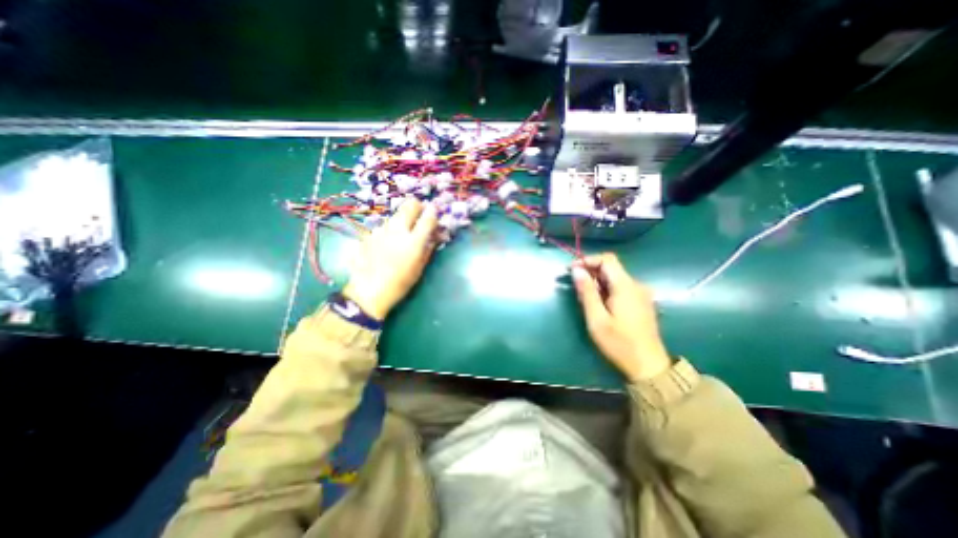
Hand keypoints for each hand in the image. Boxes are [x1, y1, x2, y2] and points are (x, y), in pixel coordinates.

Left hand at [343, 199, 438, 317]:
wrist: (368, 291)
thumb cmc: (399, 283)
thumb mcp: (419, 268)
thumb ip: (428, 249)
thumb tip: (435, 236)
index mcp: (413, 241)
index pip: (428, 218)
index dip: (434, 213)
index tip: (436, 214)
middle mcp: (398, 230)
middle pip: (410, 205)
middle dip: (418, 206)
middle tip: (421, 214)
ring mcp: (382, 229)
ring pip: (397, 214)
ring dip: (404, 217)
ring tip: (404, 231)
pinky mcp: (371, 233)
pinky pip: (385, 225)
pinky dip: (392, 228)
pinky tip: (389, 241)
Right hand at [568, 253, 672, 381]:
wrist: (648, 366)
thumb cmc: (619, 343)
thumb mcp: (597, 319)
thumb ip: (587, 292)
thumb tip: (577, 270)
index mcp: (625, 286)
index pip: (607, 259)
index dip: (588, 260)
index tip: (572, 270)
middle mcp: (636, 285)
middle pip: (611, 267)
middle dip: (590, 272)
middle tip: (575, 287)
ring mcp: (641, 294)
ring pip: (615, 278)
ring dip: (597, 282)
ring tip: (585, 298)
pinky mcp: (641, 302)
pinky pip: (621, 287)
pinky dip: (606, 289)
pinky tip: (599, 304)